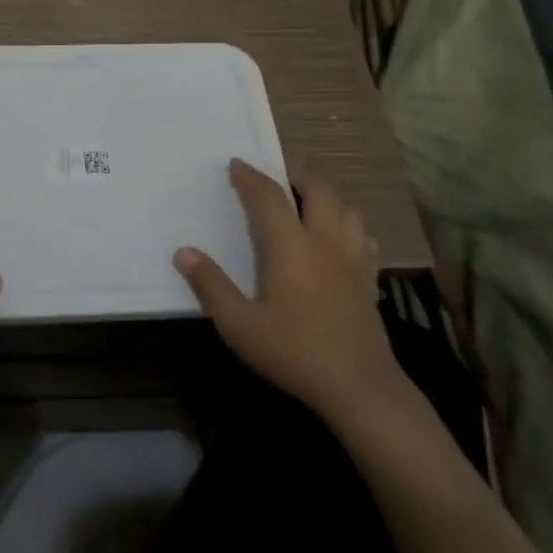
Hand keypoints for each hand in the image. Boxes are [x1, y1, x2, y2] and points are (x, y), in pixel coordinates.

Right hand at [174, 159, 411, 429]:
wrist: (359, 388)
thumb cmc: (294, 352)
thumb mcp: (239, 324)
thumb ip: (210, 285)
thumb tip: (183, 252)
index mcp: (290, 246)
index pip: (268, 196)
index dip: (250, 177)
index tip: (236, 164)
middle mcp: (324, 242)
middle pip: (319, 190)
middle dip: (298, 173)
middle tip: (281, 170)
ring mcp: (353, 260)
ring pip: (348, 209)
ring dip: (328, 196)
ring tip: (311, 198)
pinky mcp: (369, 281)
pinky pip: (365, 238)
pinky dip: (351, 226)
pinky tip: (343, 238)